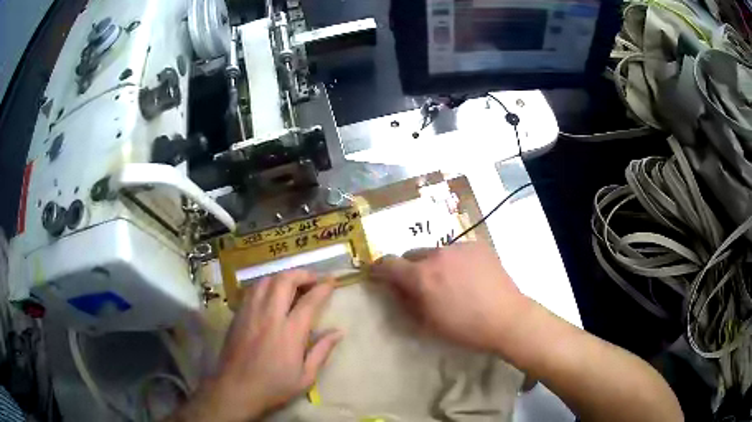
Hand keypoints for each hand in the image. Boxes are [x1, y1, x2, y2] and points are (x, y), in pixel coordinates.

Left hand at [172, 270, 341, 421]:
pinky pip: (252, 290)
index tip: (332, 281)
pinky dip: (266, 285)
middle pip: (285, 280)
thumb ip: (322, 351)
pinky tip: (270, 294)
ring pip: (266, 280)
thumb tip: (338, 331)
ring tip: (292, 284)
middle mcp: (269, 315)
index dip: (323, 287)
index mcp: (290, 332)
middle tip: (313, 279)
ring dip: (282, 277)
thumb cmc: (274, 387)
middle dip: (302, 274)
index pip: (310, 300)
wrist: (236, 389)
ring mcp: (250, 312)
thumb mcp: (306, 377)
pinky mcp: (238, 315)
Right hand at [369, 242, 529, 352]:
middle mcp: (437, 255)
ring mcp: (459, 247)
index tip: (378, 274)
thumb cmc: (464, 328)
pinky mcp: (477, 245)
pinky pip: (457, 250)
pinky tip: (469, 276)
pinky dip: (455, 261)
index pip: (388, 263)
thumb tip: (394, 288)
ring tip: (450, 281)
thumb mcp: (428, 323)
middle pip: (412, 254)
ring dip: (434, 263)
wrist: (507, 319)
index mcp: (421, 277)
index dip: (379, 268)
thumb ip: (406, 302)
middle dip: (409, 267)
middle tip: (421, 284)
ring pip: (435, 251)